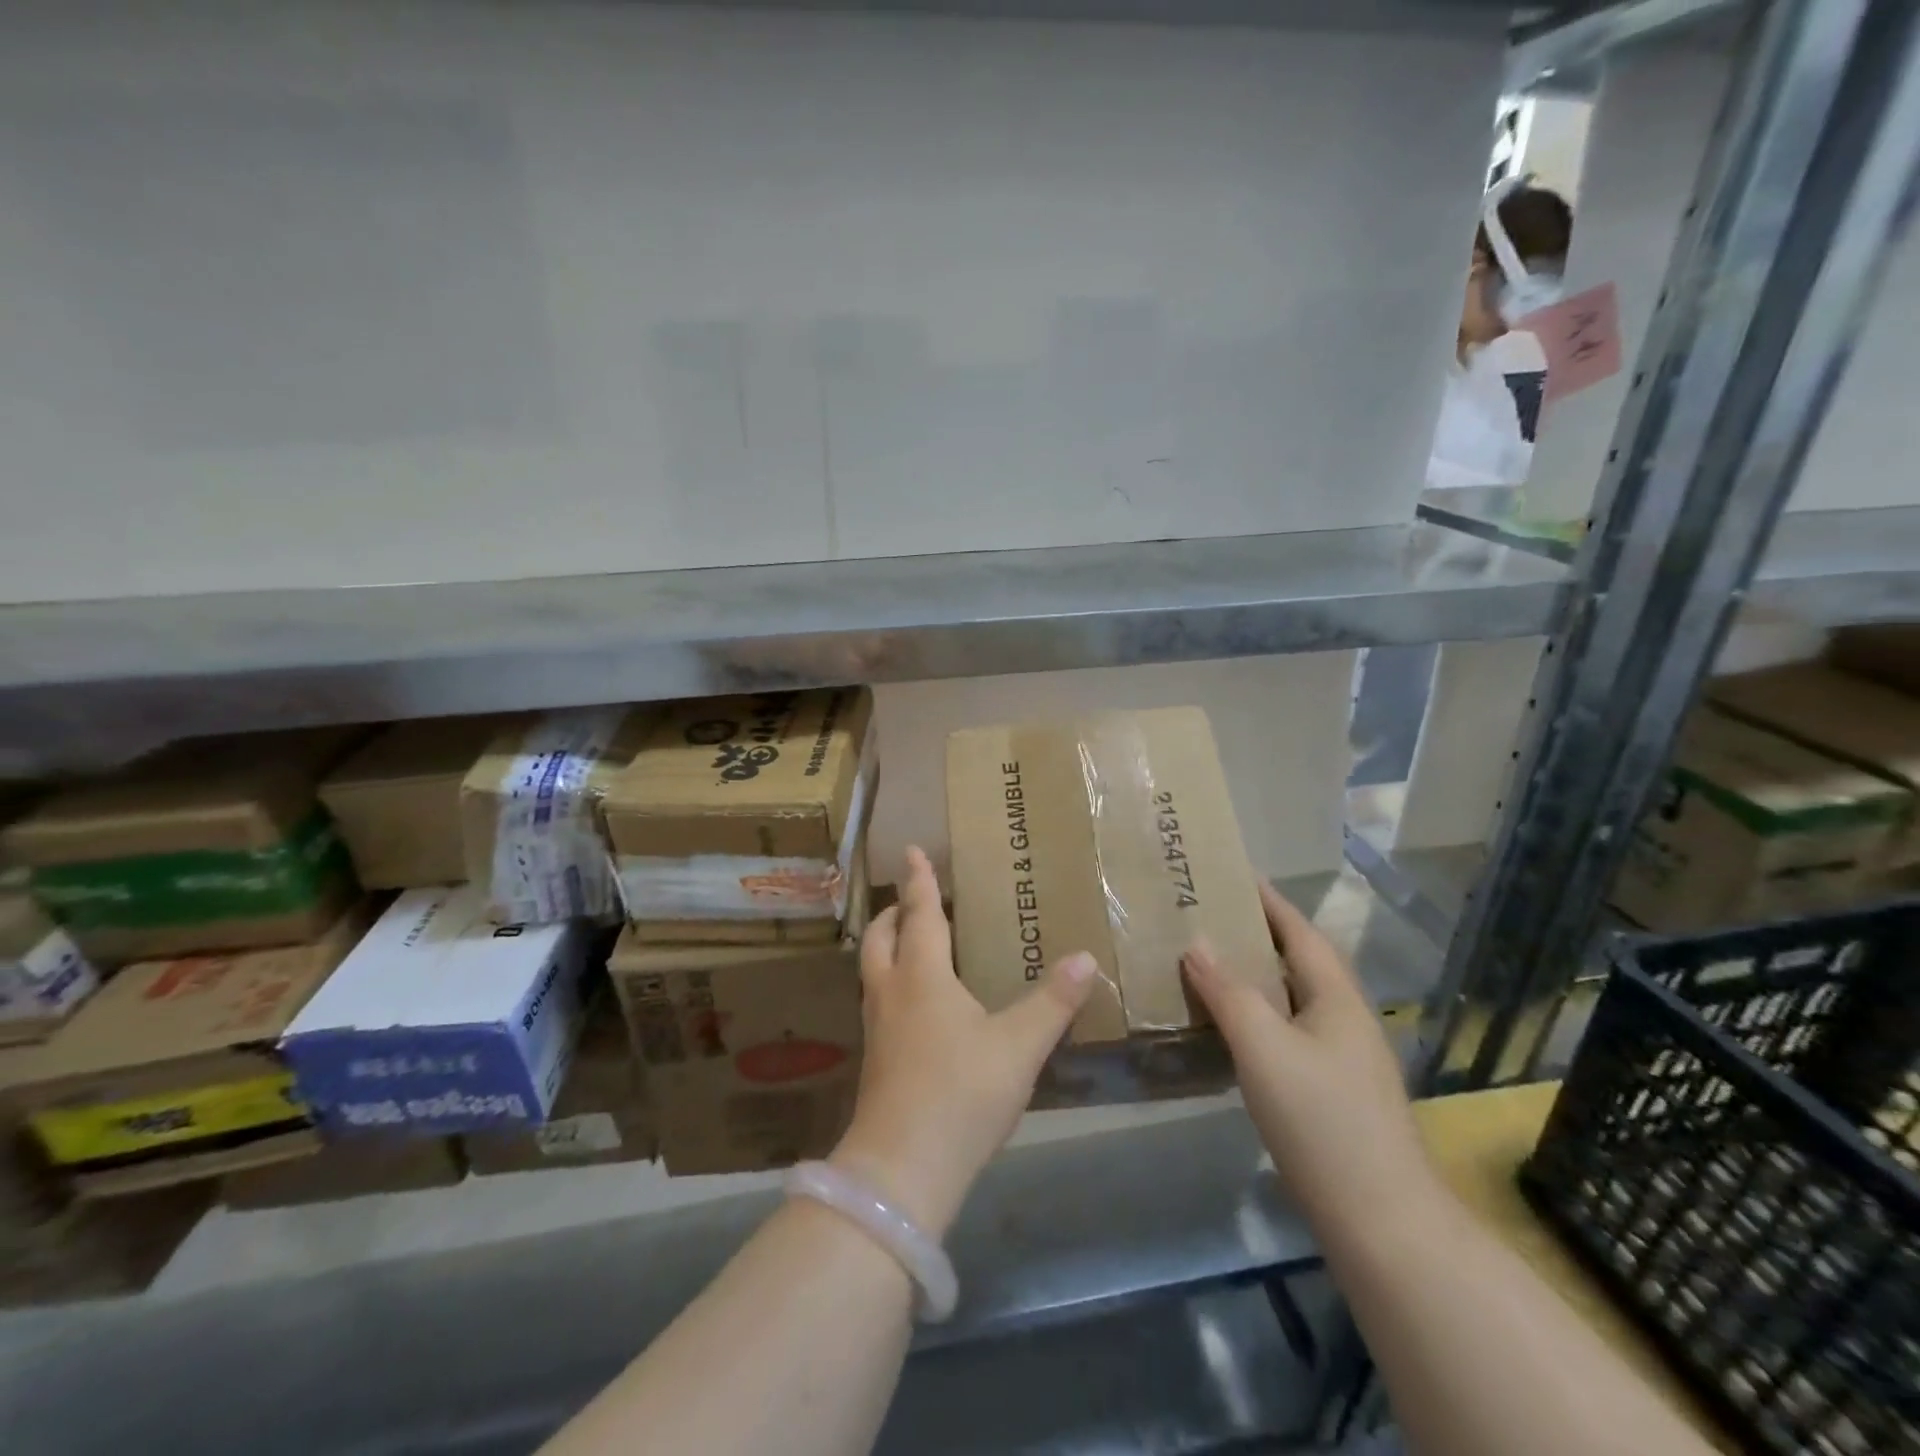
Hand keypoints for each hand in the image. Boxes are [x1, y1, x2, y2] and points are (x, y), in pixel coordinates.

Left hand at [832, 846, 1096, 1238]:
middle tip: (908, 900)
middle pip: (880, 938)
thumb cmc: (960, 1093)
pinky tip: (915, 1007)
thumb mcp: (1018, 1046)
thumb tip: (1085, 957)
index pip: (918, 913)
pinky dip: (892, 983)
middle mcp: (892, 992)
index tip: (912, 850)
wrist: (901, 1168)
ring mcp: (878, 1028)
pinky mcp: (876, 1061)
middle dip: (892, 913)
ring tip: (910, 944)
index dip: (918, 880)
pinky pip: (879, 1002)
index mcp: (922, 975)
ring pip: (873, 970)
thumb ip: (1053, 1002)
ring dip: (887, 947)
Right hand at [1182, 882, 1439, 1233]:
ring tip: (1210, 964)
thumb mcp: (1265, 1047)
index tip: (1234, 873)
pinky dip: (1259, 1015)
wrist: (1382, 1221)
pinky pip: (1289, 1031)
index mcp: (1336, 998)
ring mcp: (1343, 1058)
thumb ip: (1229, 992)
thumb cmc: (1322, 1120)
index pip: (1299, 931)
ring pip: (1293, 999)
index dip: (1268, 901)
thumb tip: (1196, 945)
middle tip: (1208, 917)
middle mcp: (1345, 1019)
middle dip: (1258, 934)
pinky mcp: (1333, 1092)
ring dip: (1256, 976)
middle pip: (1298, 961)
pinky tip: (1231, 1028)